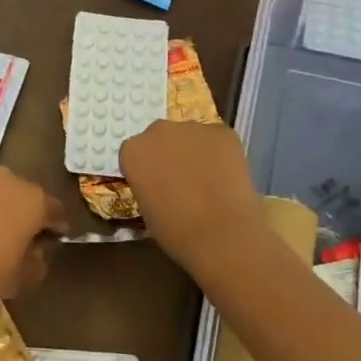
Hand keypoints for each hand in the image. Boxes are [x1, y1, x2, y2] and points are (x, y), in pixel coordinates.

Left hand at [0, 167, 67, 316]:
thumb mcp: (23, 280)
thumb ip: (39, 260)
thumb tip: (37, 250)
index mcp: (32, 200)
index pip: (55, 210)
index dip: (56, 226)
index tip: (52, 240)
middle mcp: (6, 179)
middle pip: (23, 194)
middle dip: (23, 212)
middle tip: (16, 237)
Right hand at [119, 121, 264, 273]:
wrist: (221, 232)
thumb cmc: (175, 230)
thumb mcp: (146, 210)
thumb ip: (148, 186)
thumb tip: (162, 186)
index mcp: (133, 151)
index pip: (136, 153)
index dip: (148, 168)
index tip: (156, 184)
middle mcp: (158, 131)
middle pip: (162, 137)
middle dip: (169, 153)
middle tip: (182, 179)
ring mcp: (192, 128)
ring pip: (191, 136)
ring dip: (195, 151)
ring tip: (209, 179)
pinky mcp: (222, 131)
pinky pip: (217, 139)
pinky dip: (221, 153)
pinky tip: (227, 176)